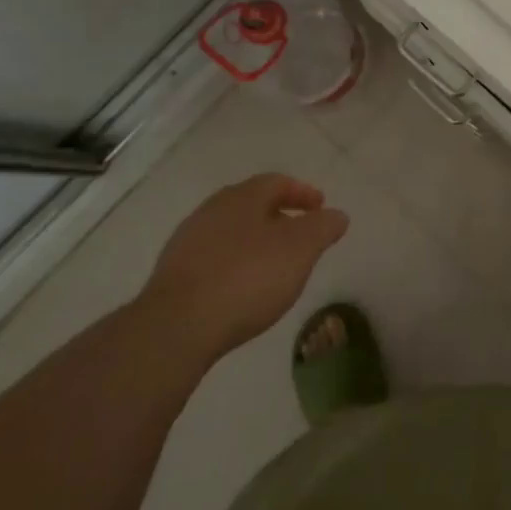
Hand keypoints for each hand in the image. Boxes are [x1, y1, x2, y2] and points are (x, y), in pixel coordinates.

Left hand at [140, 173, 348, 363]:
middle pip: (251, 204)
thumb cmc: (247, 278)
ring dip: (255, 241)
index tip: (320, 208)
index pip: (277, 182)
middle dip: (278, 216)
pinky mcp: (173, 274)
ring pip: (231, 231)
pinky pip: (213, 258)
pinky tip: (243, 288)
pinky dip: (234, 264)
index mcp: (242, 197)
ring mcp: (187, 241)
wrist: (177, 327)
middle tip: (300, 235)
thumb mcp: (300, 250)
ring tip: (274, 265)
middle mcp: (211, 210)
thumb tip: (337, 215)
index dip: (302, 192)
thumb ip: (323, 228)